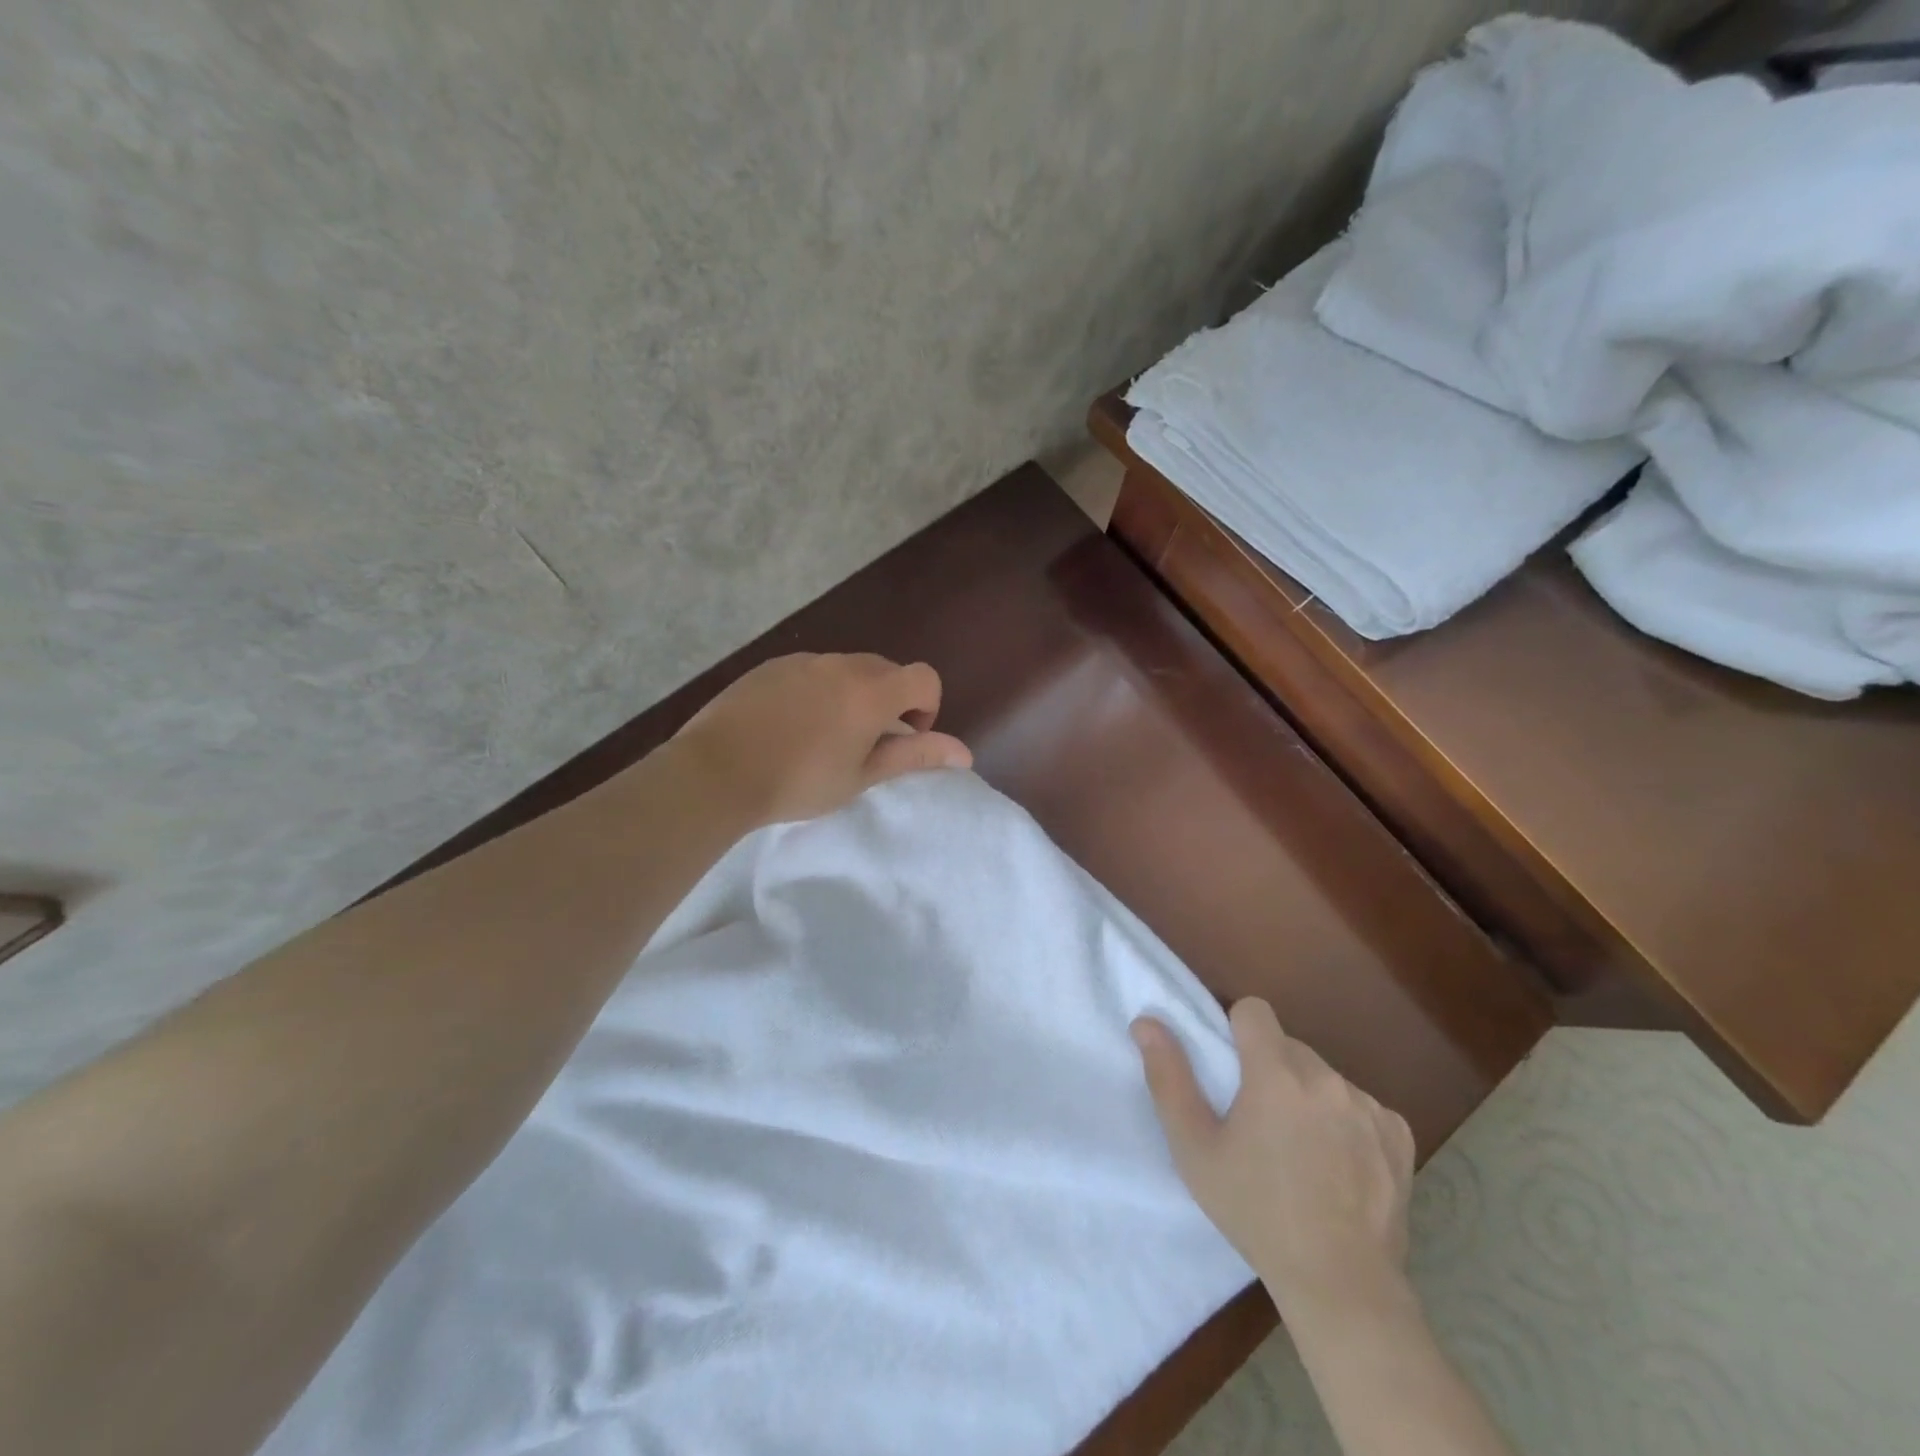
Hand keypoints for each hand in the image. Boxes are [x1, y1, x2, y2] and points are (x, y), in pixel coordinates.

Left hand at [670, 653, 972, 827]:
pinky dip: (818, 690)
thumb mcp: (863, 776)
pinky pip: (812, 670)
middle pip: (887, 670)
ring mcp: (804, 660)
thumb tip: (964, 752)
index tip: (903, 738)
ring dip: (853, 694)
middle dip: (890, 701)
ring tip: (824, 736)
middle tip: (865, 742)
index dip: (926, 707)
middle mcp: (843, 664)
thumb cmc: (800, 781)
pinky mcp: (771, 665)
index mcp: (873, 691)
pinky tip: (790, 725)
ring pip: (847, 668)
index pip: (925, 678)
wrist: (717, 770)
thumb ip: (915, 756)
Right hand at [1133, 998, 1415, 1319]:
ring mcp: (1369, 1106)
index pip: (1254, 1010)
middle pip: (1288, 1046)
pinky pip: (1361, 1105)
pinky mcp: (1398, 1135)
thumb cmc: (1255, 1211)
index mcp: (1276, 1073)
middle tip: (1258, 1122)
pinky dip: (1346, 1122)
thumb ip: (1168, 1078)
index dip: (1237, 1031)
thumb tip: (1146, 1022)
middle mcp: (1327, 1077)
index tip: (1232, 1071)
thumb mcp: (1194, 1148)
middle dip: (1270, 1069)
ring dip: (1308, 1096)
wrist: (1340, 1285)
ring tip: (1300, 1150)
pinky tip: (1339, 1165)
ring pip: (1324, 1077)